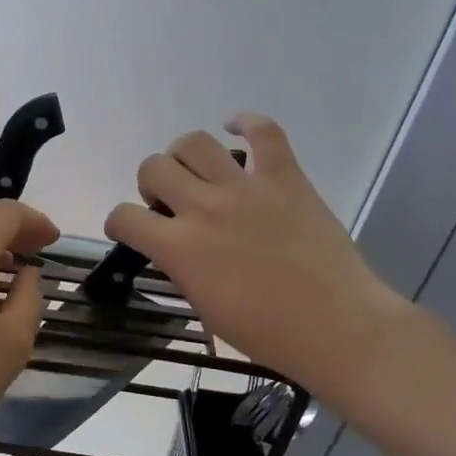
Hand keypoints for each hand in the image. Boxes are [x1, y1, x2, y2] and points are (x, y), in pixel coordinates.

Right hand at [104, 114, 407, 395]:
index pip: (125, 217)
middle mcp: (204, 208)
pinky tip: (237, 129)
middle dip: (151, 183)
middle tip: (170, 202)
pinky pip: (264, 132)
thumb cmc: (266, 332)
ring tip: (196, 171)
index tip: (129, 229)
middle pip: (153, 167)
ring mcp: (245, 188)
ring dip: (184, 155)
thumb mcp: (204, 308)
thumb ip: (182, 268)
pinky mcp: (285, 178)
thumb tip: (177, 249)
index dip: (120, 222)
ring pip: (194, 142)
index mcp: (179, 248)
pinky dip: (247, 123)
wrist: (336, 326)